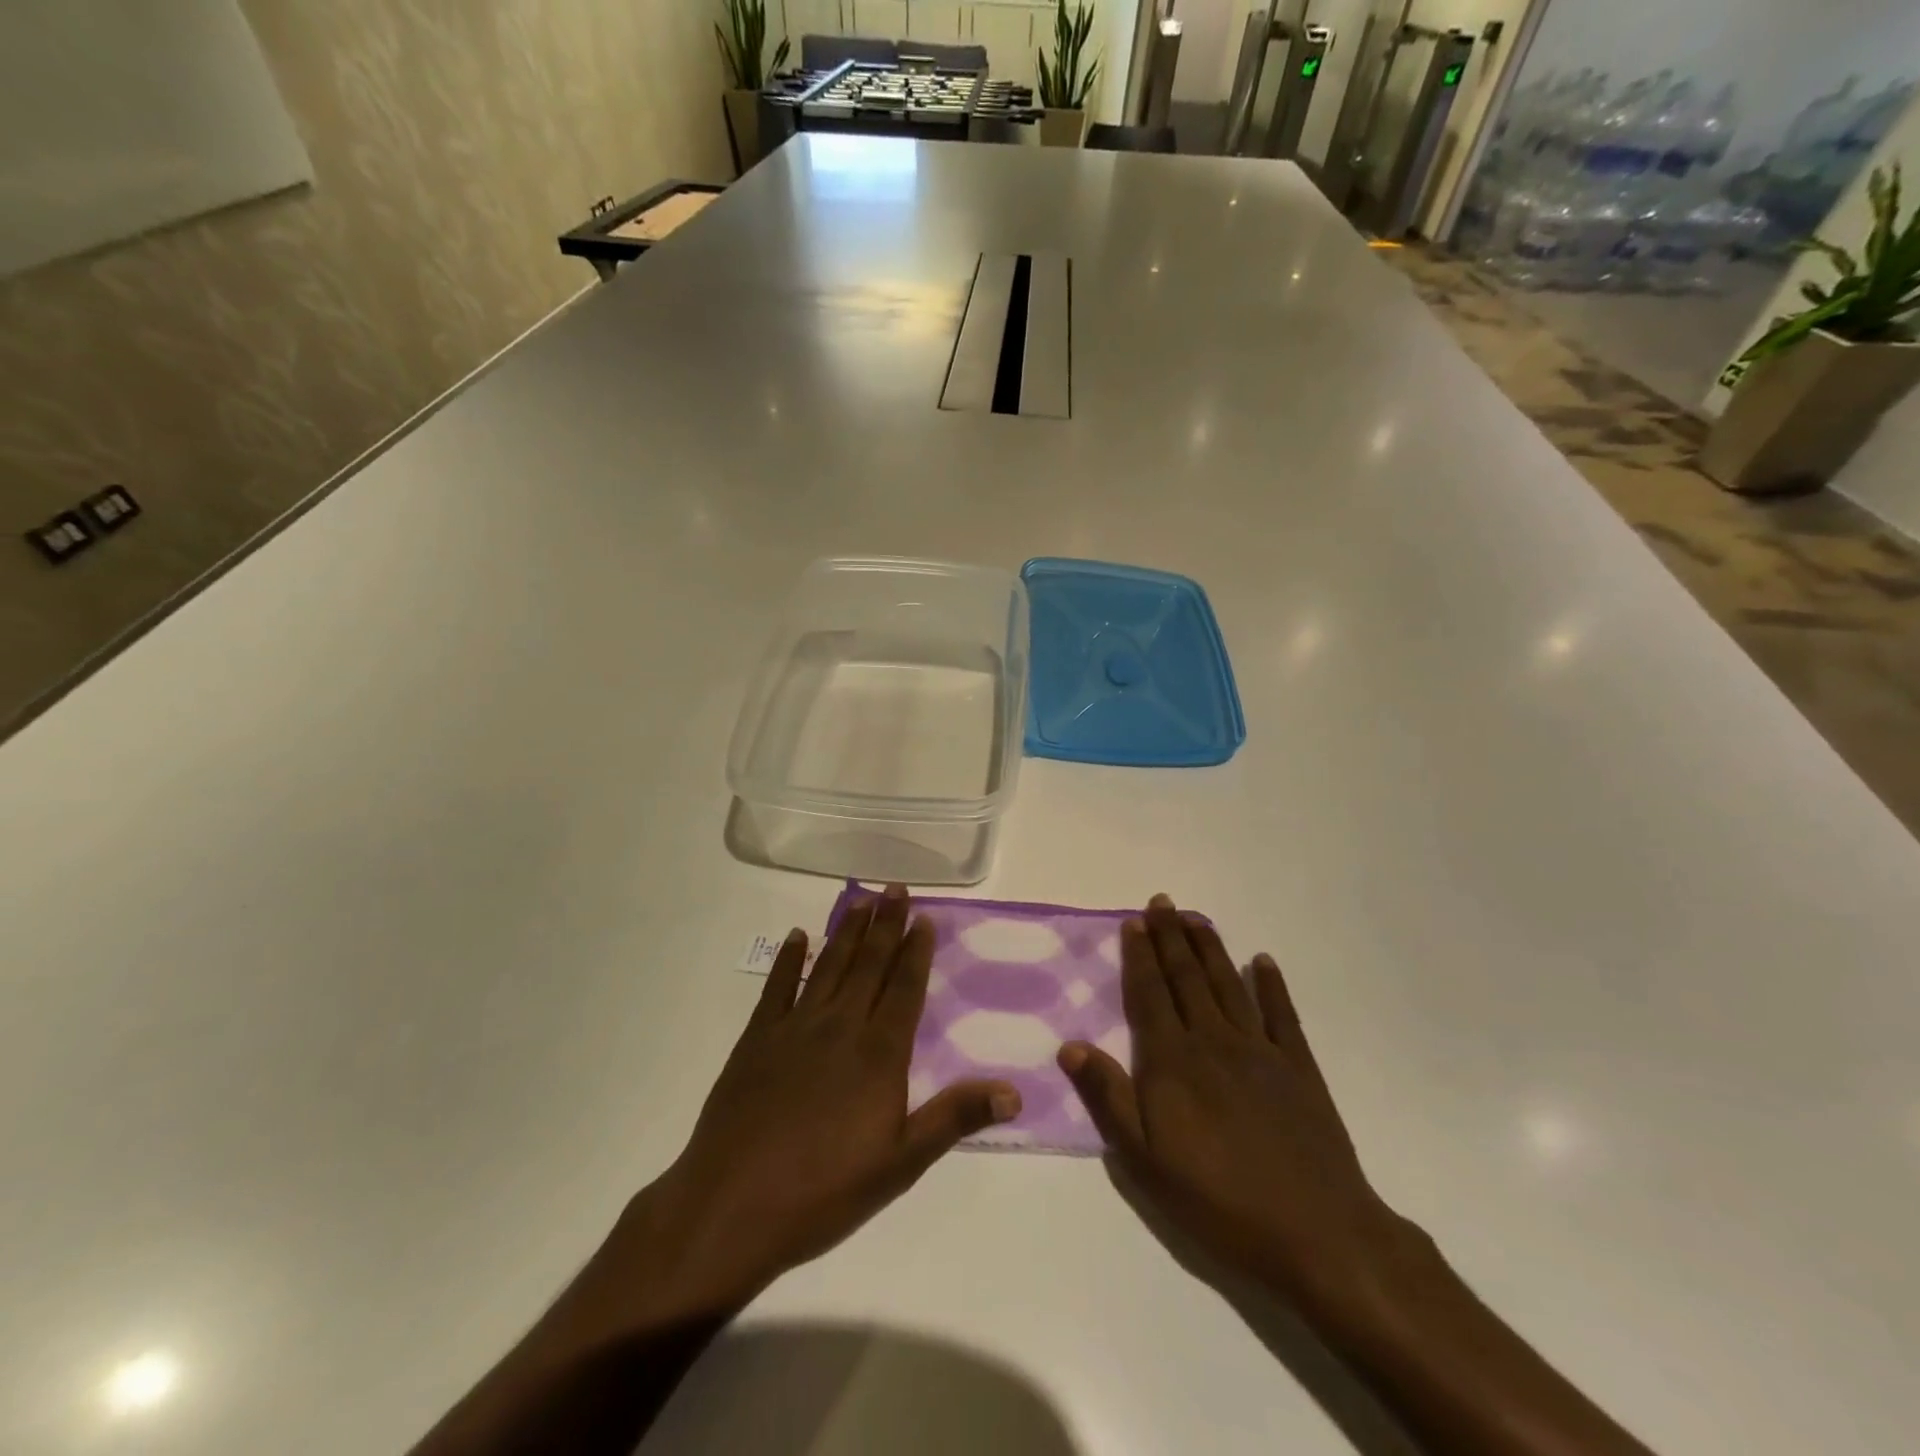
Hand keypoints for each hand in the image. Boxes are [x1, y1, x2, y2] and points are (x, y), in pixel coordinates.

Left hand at [621, 885, 1021, 1316]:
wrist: (731, 1207)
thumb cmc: (824, 1191)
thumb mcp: (900, 1164)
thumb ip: (955, 1118)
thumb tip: (1014, 1090)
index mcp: (878, 1053)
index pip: (905, 988)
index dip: (916, 950)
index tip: (924, 918)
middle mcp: (840, 1027)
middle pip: (869, 964)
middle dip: (886, 924)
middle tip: (896, 888)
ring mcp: (795, 1028)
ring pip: (829, 966)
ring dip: (847, 931)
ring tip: (861, 900)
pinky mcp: (757, 1039)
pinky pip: (777, 987)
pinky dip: (789, 960)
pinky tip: (798, 937)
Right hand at [1059, 894, 1415, 1311]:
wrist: (1316, 1233)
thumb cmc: (1218, 1201)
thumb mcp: (1145, 1161)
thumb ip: (1109, 1097)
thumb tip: (1069, 1045)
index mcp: (1173, 1061)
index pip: (1150, 994)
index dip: (1140, 956)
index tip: (1134, 922)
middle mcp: (1214, 1041)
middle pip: (1187, 978)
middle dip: (1171, 937)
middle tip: (1162, 902)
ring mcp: (1260, 1050)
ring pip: (1228, 984)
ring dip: (1210, 948)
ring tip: (1196, 918)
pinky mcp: (1299, 1068)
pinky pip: (1281, 1013)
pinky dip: (1271, 984)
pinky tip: (1263, 961)